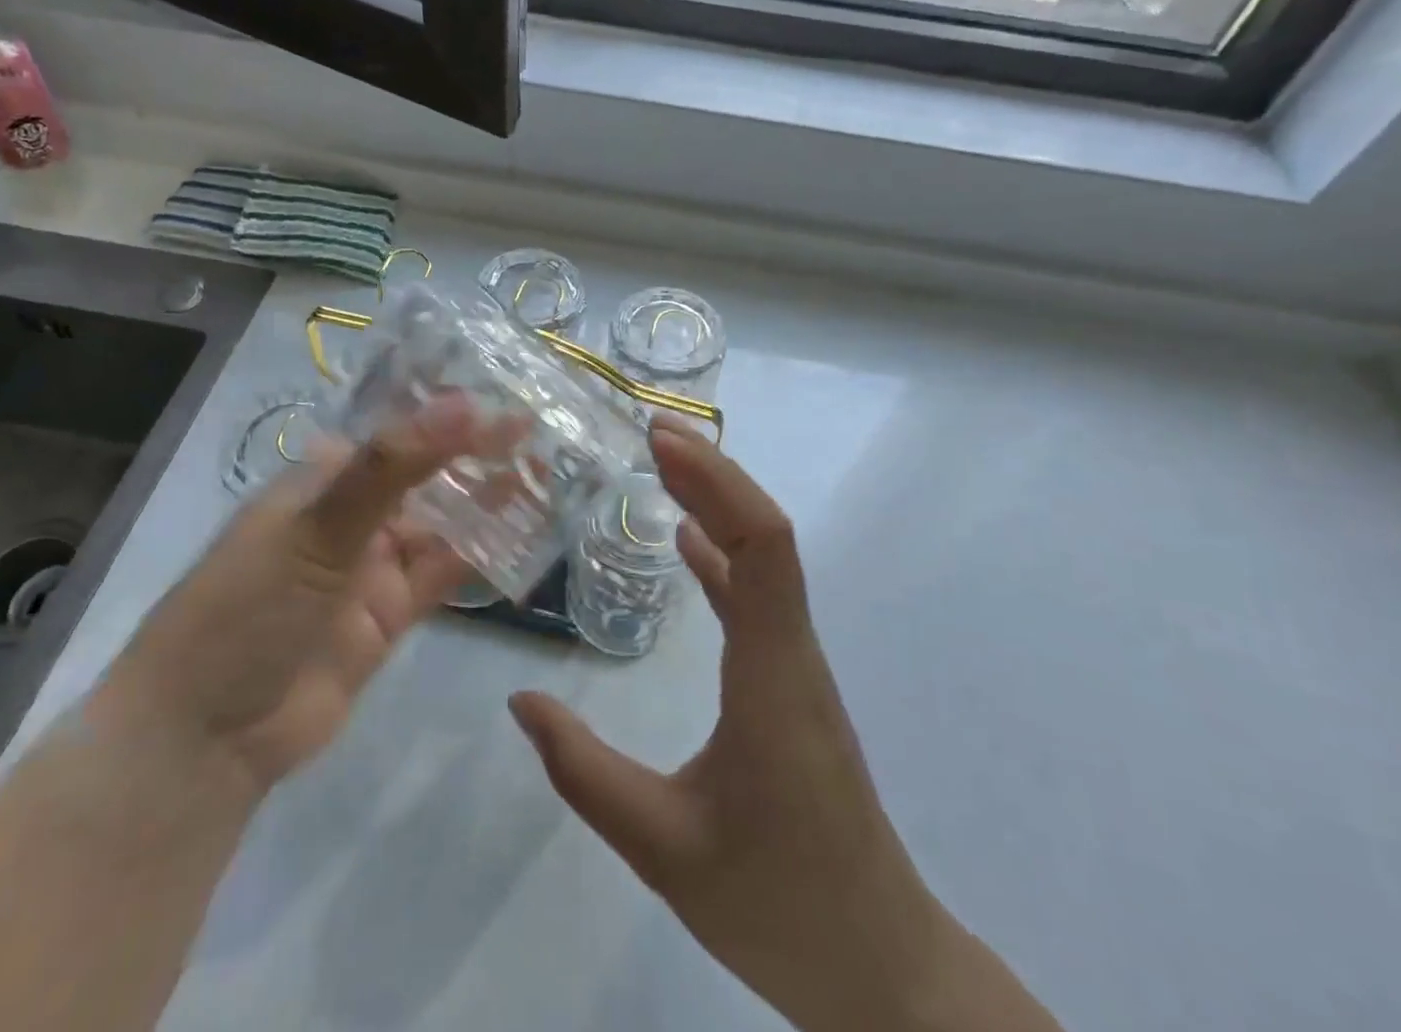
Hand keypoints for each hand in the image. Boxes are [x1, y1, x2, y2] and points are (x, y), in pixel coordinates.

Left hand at [94, 395, 508, 792]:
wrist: (205, 740)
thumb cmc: (247, 609)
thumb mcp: (317, 527)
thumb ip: (392, 467)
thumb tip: (462, 404)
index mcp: (321, 478)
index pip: (394, 430)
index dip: (446, 410)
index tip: (502, 392)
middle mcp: (349, 515)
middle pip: (423, 473)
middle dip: (475, 452)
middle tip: (537, 429)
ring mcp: (370, 567)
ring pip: (440, 523)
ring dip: (485, 500)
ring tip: (543, 472)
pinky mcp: (390, 616)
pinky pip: (443, 575)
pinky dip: (480, 555)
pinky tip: (523, 534)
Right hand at [510, 418, 1060, 1031]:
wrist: (878, 967)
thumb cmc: (777, 904)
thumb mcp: (663, 847)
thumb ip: (585, 773)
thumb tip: (522, 702)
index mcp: (774, 674)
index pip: (763, 546)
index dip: (717, 482)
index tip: (662, 442)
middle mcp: (792, 651)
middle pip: (765, 534)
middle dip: (712, 474)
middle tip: (652, 432)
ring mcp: (795, 665)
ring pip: (764, 561)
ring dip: (718, 505)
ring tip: (663, 465)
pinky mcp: (789, 683)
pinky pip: (756, 598)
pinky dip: (722, 556)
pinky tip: (687, 543)